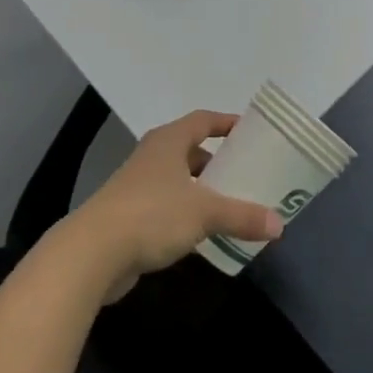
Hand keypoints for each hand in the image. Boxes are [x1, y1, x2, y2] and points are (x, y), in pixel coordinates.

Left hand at [65, 110, 283, 301]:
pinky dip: (186, 213)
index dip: (226, 123)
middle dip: (217, 161)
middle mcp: (152, 156)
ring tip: (231, 204)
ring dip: (201, 190)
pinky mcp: (129, 215)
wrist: (92, 252)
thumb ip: (243, 216)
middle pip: (190, 150)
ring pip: (178, 180)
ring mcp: (137, 186)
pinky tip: (202, 233)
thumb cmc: (152, 215)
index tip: (249, 132)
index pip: (202, 120)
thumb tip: (279, 225)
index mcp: (169, 141)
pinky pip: (166, 206)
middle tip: (245, 174)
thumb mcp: (205, 213)